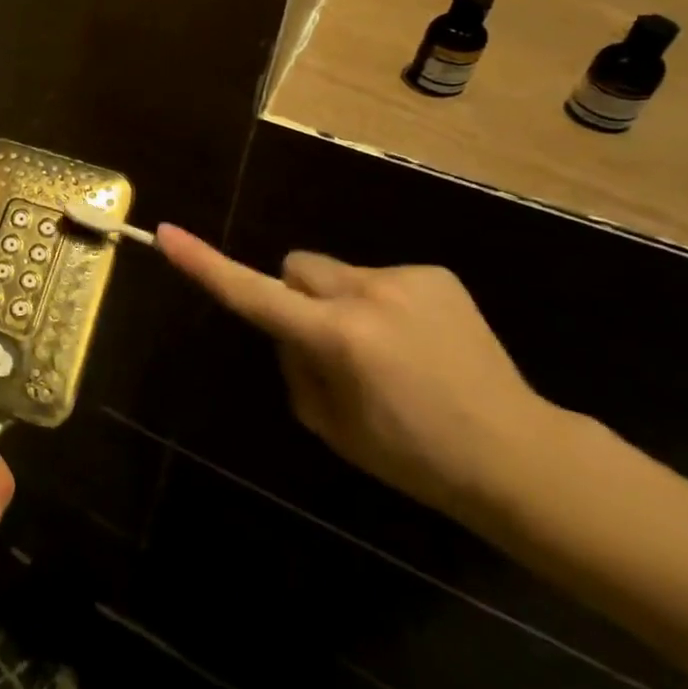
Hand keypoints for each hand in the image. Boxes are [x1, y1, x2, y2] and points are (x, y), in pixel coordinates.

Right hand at [157, 225, 559, 516]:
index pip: (253, 293)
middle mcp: (367, 293)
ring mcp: (405, 278)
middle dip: (297, 297)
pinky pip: (378, 277)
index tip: (167, 233)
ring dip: (340, 301)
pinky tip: (417, 343)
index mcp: (338, 338)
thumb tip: (289, 328)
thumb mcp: (329, 425)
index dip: (205, 264)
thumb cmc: (413, 455)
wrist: (520, 455)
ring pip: (335, 273)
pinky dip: (380, 303)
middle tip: (330, 347)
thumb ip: (294, 364)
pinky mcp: (434, 274)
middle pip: (295, 268)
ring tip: (386, 351)